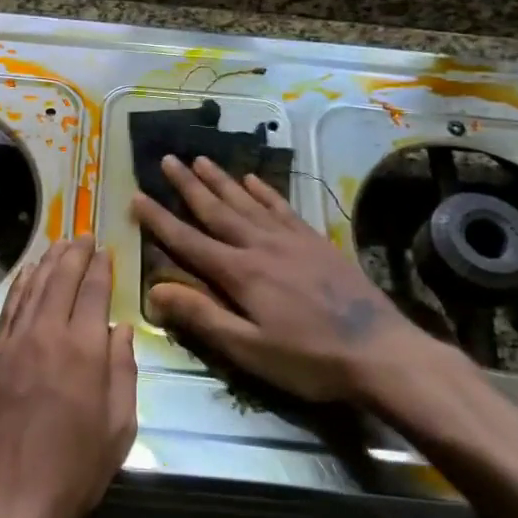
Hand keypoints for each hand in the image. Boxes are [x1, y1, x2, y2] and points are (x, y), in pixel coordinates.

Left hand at [0, 237, 136, 517]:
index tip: (106, 249)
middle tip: (84, 235)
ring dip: (47, 262)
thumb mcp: (119, 429)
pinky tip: (27, 275)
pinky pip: (8, 310)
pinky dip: (20, 286)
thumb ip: (123, 373)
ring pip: (32, 289)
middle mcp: (47, 335)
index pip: (93, 292)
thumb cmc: (74, 472)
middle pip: (61, 280)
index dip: (101, 267)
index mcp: (84, 351)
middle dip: (74, 254)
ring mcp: (13, 344)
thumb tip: (119, 331)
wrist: (7, 501)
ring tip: (58, 244)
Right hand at [132, 156, 462, 407]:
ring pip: (247, 201)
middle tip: (167, 159)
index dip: (159, 220)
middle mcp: (260, 246)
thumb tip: (156, 290)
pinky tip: (253, 179)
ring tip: (200, 159)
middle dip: (188, 185)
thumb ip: (203, 317)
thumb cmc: (309, 359)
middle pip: (216, 210)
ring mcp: (291, 239)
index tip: (137, 196)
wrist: (381, 352)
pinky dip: (264, 191)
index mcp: (240, 273)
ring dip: (221, 180)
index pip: (188, 241)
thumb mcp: (250, 349)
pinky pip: (282, 207)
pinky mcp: (315, 241)